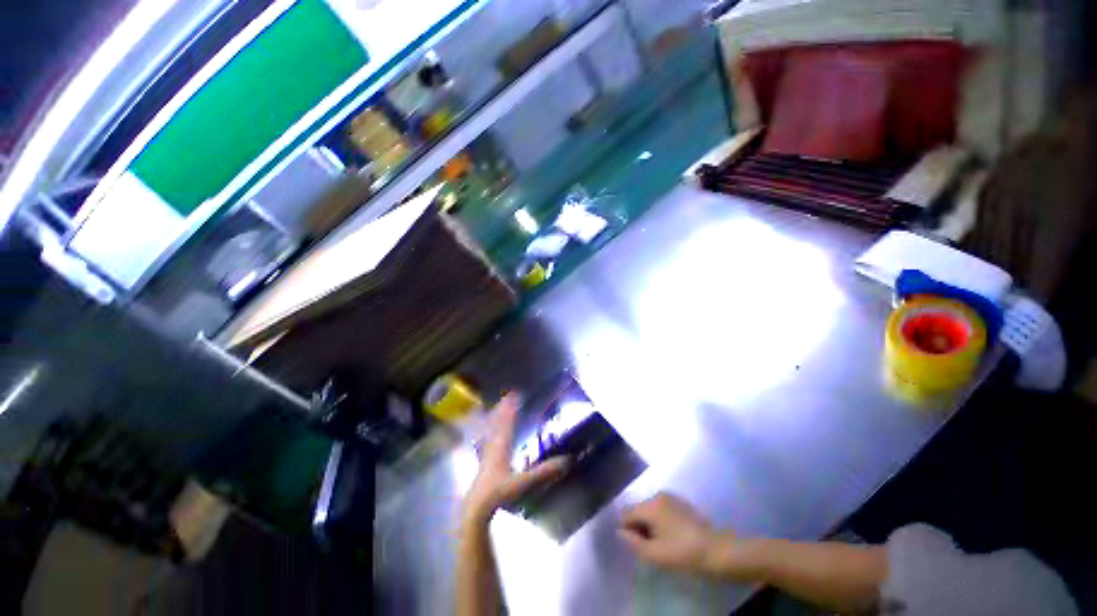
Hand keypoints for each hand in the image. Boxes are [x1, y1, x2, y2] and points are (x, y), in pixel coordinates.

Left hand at [462, 393, 568, 527]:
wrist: (477, 508)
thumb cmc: (499, 492)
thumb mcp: (523, 482)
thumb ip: (544, 472)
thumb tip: (566, 460)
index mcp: (502, 446)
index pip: (507, 421)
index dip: (511, 407)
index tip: (514, 394)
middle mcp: (493, 445)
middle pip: (498, 422)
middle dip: (503, 408)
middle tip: (506, 396)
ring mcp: (487, 453)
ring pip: (491, 430)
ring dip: (495, 418)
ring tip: (498, 408)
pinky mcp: (484, 462)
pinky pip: (487, 439)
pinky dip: (490, 431)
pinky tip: (489, 434)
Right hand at [618, 492, 730, 575]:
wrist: (717, 550)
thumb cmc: (683, 553)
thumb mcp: (654, 554)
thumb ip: (633, 542)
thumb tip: (619, 531)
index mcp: (649, 505)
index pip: (626, 513)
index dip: (628, 530)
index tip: (639, 546)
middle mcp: (657, 495)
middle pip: (638, 509)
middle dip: (639, 527)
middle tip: (651, 547)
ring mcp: (670, 497)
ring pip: (650, 509)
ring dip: (651, 524)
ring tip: (663, 543)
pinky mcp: (681, 502)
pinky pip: (662, 509)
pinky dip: (661, 521)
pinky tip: (673, 536)